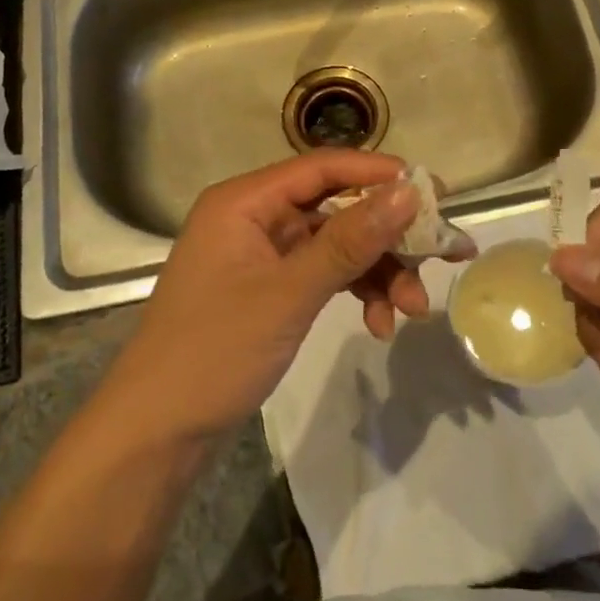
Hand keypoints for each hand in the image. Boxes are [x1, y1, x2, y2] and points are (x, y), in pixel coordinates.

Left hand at [110, 150, 428, 440]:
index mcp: (245, 202)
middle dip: (388, 237)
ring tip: (414, 310)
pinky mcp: (269, 288)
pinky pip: (323, 276)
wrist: (157, 433)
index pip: (322, 167)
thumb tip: (409, 192)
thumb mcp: (289, 294)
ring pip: (336, 246)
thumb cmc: (215, 351)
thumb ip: (350, 241)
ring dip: (378, 273)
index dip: (379, 174)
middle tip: (442, 255)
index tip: (434, 191)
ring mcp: (262, 255)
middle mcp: (254, 218)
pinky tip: (380, 325)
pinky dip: (355, 294)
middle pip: (336, 209)